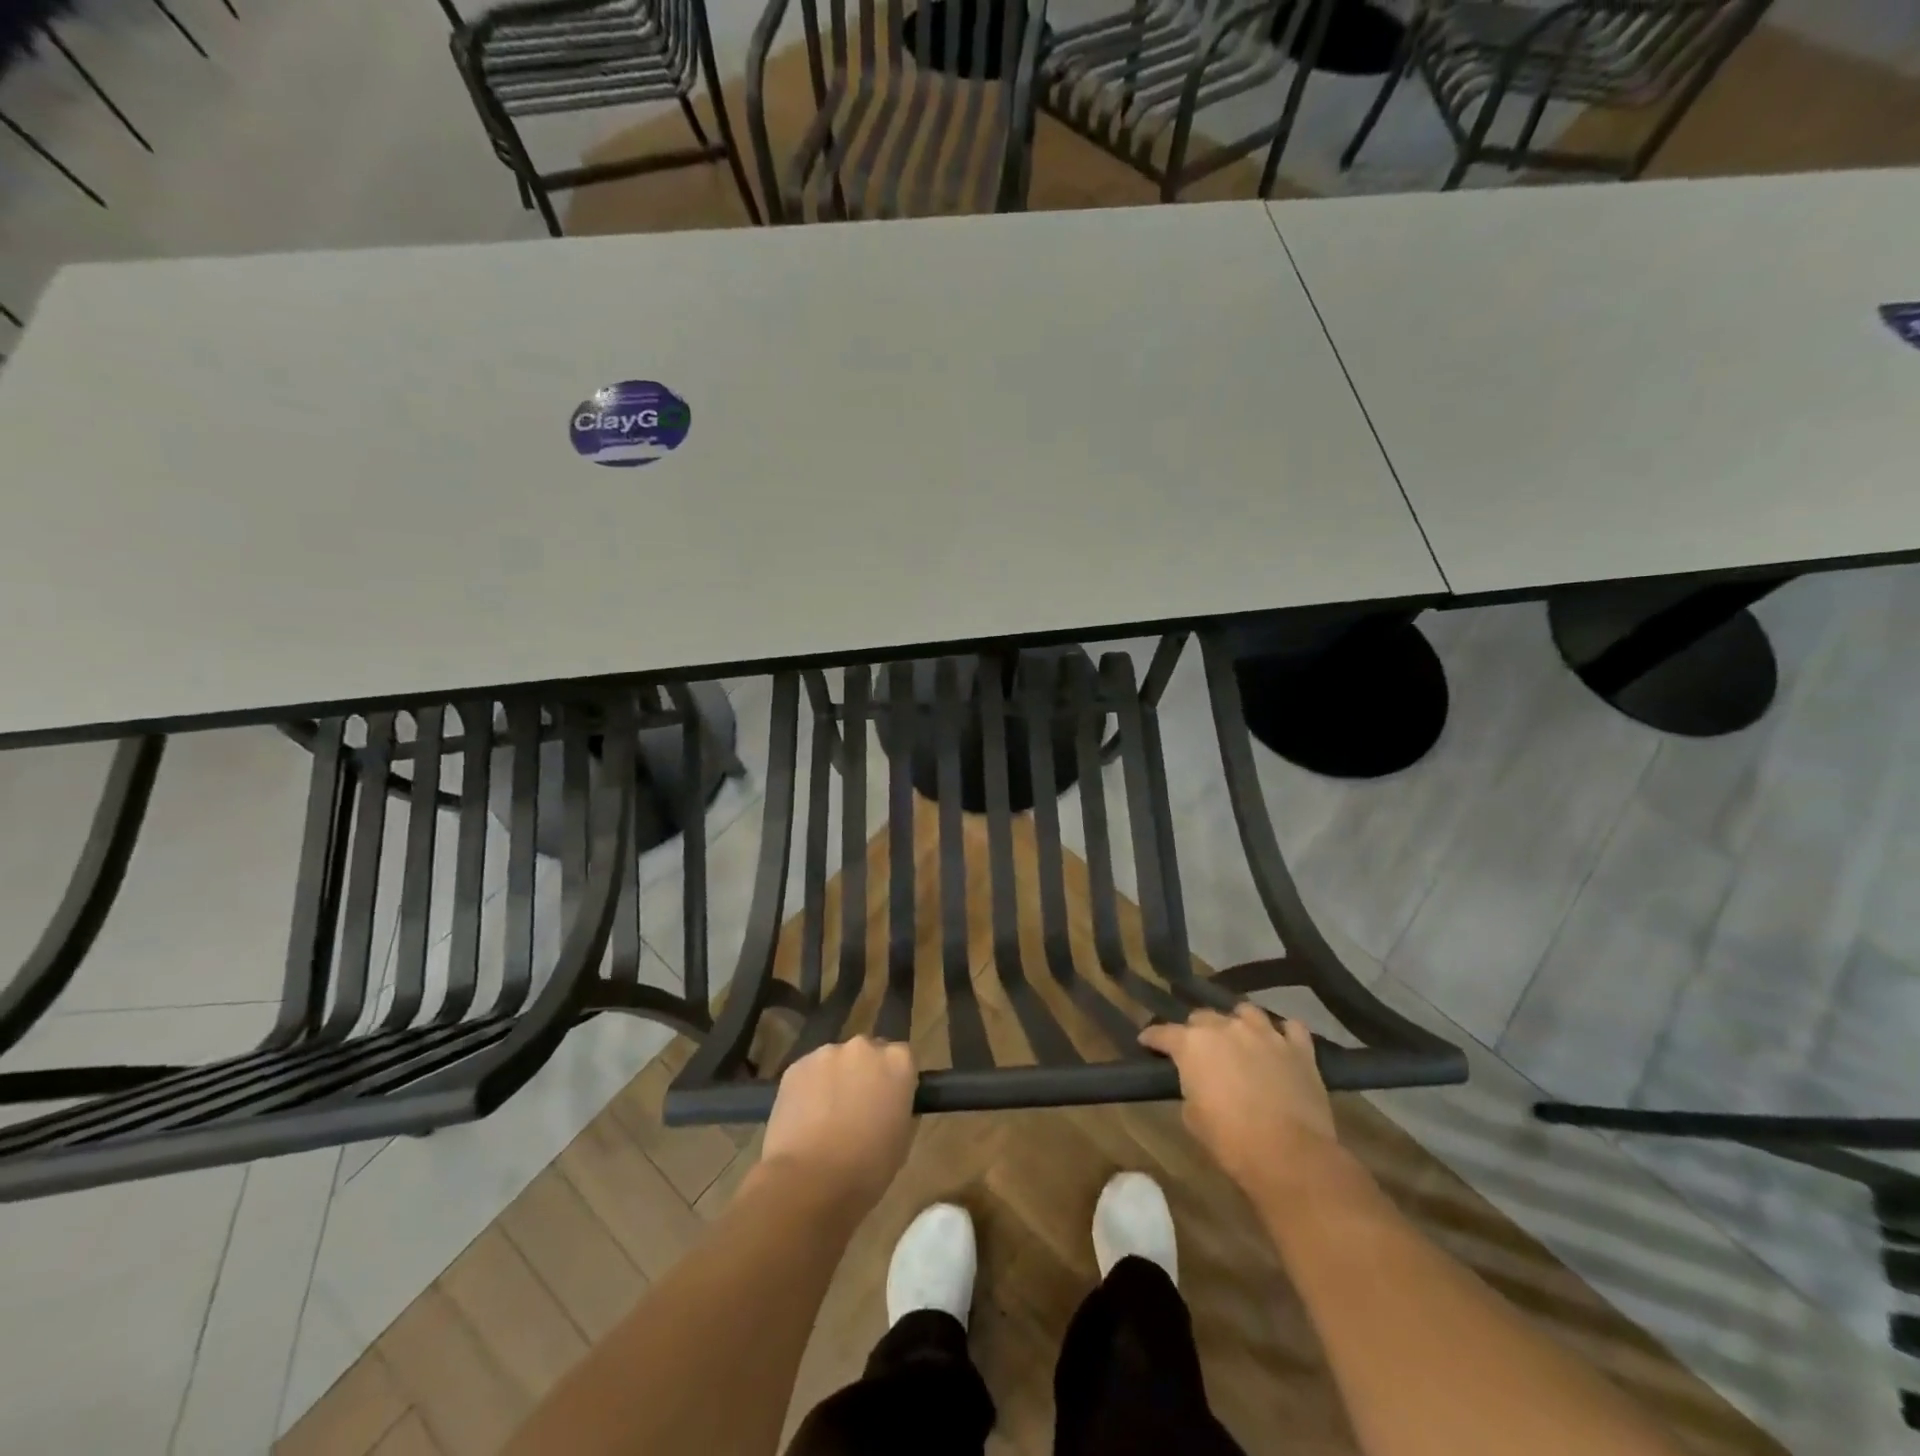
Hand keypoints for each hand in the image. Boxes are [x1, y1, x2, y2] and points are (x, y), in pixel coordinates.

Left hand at [758, 1037, 916, 1214]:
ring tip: (825, 1117)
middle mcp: (864, 1046)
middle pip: (868, 1053)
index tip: (888, 1102)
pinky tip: (804, 1119)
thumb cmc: (867, 1168)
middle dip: (864, 1074)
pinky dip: (809, 1089)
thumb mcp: (902, 1140)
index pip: (903, 1057)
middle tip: (857, 1108)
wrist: (809, 1181)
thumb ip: (900, 1108)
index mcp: (898, 1062)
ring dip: (835, 1079)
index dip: (894, 1080)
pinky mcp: (796, 1066)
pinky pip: (809, 1073)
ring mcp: (827, 1053)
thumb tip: (890, 1102)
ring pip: (836, 1061)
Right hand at [1139, 1005, 1341, 1200]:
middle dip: (1197, 1031)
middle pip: (1203, 1017)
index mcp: (1193, 1044)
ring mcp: (1265, 1034)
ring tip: (1239, 1039)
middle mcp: (1227, 1027)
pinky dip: (1283, 1034)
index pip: (1164, 1033)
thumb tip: (1199, 1082)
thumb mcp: (1193, 1117)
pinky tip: (1280, 1044)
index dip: (1153, 1038)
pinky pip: (1291, 1028)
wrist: (1290, 1156)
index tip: (1146, 1042)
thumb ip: (1190, 1087)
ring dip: (1238, 1023)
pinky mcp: (1299, 1048)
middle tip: (1198, 1050)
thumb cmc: (1231, 1140)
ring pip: (1246, 1012)